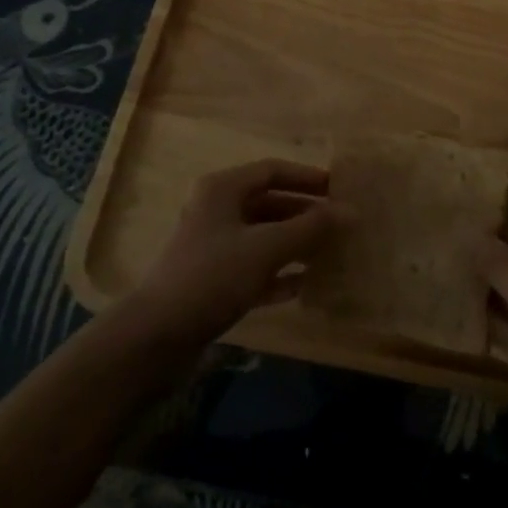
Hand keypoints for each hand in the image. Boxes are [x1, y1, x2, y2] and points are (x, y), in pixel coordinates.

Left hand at [125, 159, 346, 346]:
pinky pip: (254, 268)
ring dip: (295, 244)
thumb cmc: (213, 276)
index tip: (339, 189)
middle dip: (305, 214)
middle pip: (269, 203)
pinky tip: (305, 285)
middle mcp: (217, 211)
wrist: (155, 337)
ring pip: (263, 237)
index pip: (273, 170)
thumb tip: (352, 211)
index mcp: (223, 189)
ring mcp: (213, 248)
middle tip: (340, 225)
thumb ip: (311, 228)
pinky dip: (278, 273)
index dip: (307, 177)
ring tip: (330, 253)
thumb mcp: (266, 248)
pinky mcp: (212, 282)